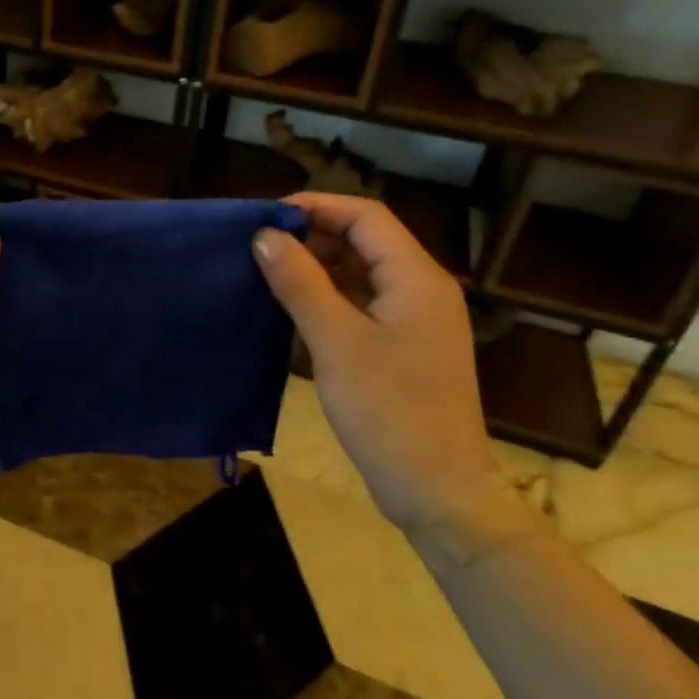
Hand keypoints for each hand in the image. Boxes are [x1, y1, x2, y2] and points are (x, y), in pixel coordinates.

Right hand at [253, 194, 498, 531]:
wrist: (438, 491)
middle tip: (261, 247)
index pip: (365, 216)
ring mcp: (415, 319)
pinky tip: (293, 307)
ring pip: (362, 271)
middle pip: (365, 239)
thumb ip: (300, 282)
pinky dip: (328, 295)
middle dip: (313, 235)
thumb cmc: (388, 411)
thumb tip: (264, 236)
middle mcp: (422, 289)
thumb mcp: (335, 342)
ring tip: (269, 273)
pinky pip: (363, 302)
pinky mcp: (404, 345)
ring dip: (318, 265)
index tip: (267, 217)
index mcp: (416, 278)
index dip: (316, 206)